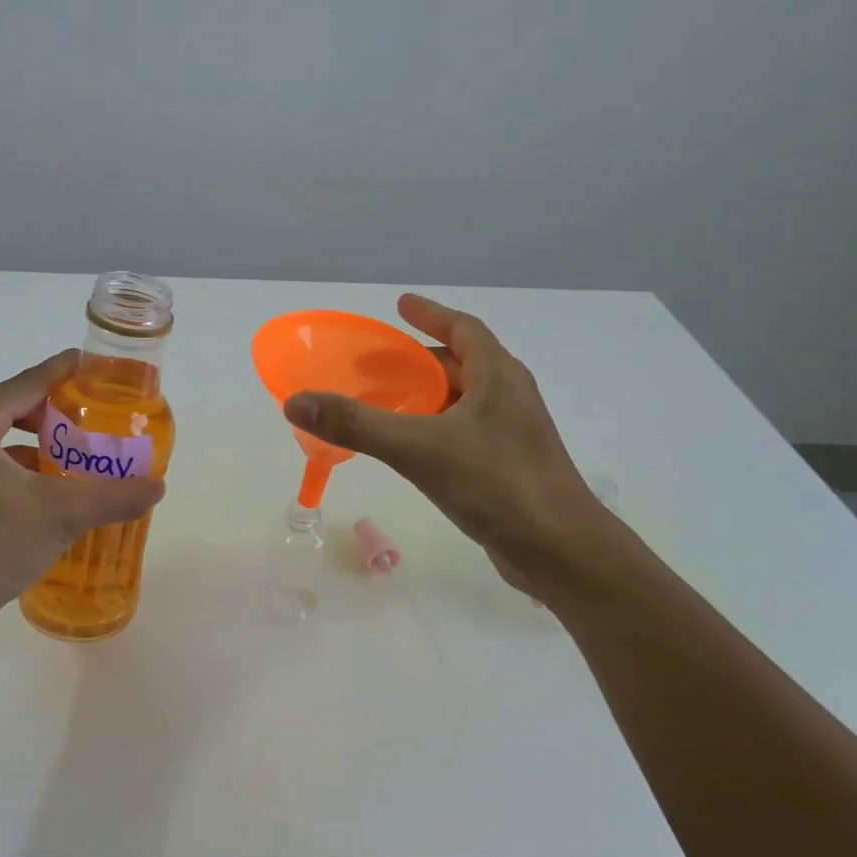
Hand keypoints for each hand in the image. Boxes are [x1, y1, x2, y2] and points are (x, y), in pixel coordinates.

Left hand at [0, 350, 165, 628]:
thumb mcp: (62, 515)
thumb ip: (114, 496)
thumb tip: (158, 486)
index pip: (26, 384)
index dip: (61, 371)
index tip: (90, 363)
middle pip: (10, 409)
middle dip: (52, 412)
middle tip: (92, 417)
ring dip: (35, 444)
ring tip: (74, 455)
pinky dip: (17, 469)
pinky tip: (44, 492)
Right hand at [283, 295, 606, 591]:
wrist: (560, 551)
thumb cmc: (496, 484)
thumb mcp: (418, 448)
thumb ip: (356, 424)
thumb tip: (296, 402)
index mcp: (497, 376)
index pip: (463, 328)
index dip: (430, 314)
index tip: (400, 305)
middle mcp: (508, 397)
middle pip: (460, 364)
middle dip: (417, 360)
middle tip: (373, 366)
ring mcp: (512, 435)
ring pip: (462, 402)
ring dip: (425, 396)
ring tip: (385, 404)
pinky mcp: (508, 468)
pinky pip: (463, 433)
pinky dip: (434, 428)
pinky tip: (411, 450)